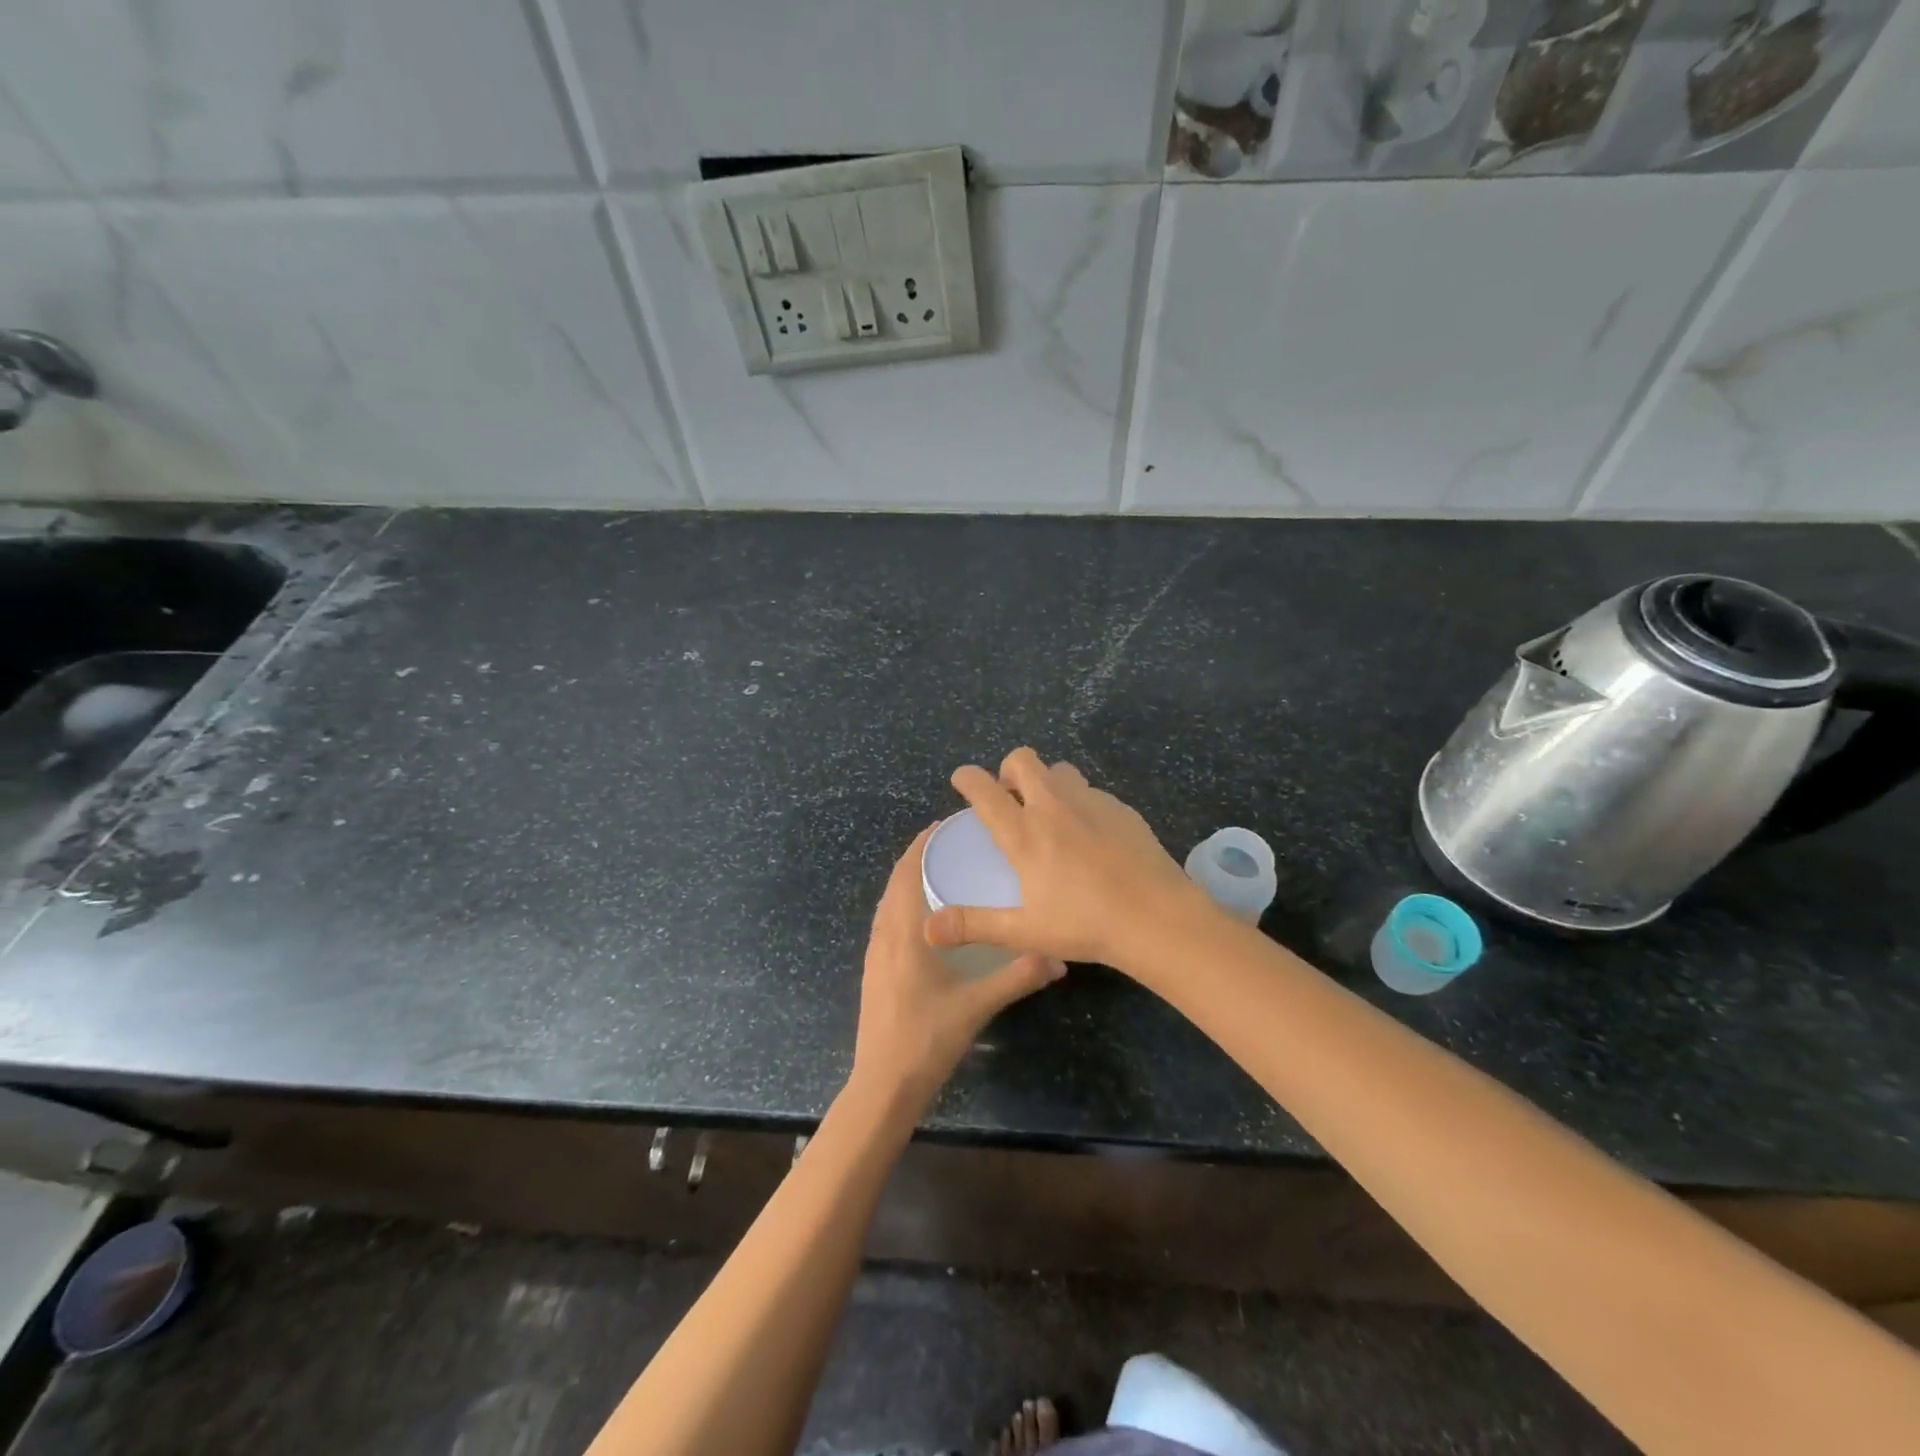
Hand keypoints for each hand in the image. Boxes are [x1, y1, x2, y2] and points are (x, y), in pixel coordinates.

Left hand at [852, 824, 1065, 1104]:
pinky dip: (903, 901)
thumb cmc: (927, 1038)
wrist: (883, 1084)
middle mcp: (883, 934)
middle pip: (896, 881)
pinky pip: (886, 919)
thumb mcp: (977, 1006)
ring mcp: (874, 952)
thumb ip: (1017, 978)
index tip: (947, 825)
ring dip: (909, 878)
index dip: (922, 844)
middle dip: (920, 856)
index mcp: (903, 932)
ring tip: (943, 870)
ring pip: (889, 900)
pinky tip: (928, 915)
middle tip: (954, 843)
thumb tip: (1058, 958)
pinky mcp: (873, 968)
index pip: (907, 872)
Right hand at [925, 748, 1212, 969]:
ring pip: (1059, 769)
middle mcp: (1053, 806)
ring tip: (1049, 813)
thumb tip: (928, 928)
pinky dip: (1078, 800)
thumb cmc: (1085, 925)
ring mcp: (1090, 802)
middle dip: (1008, 770)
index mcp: (1024, 833)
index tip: (961, 779)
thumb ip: (974, 925)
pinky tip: (1089, 833)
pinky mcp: (1120, 808)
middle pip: (1023, 760)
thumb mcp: (1023, 931)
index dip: (967, 778)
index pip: (985, 790)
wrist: (1157, 917)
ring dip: (1046, 781)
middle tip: (1010, 798)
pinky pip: (1090, 790)